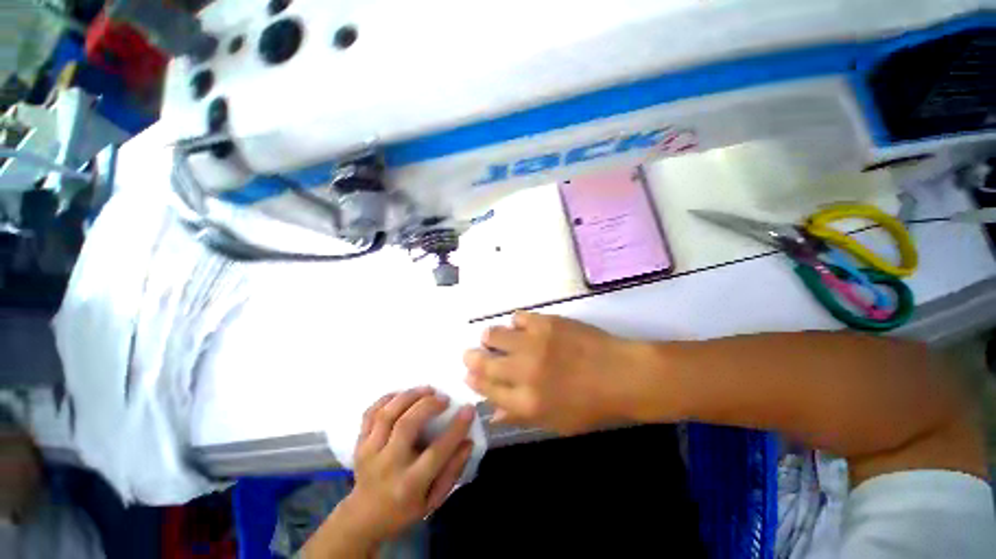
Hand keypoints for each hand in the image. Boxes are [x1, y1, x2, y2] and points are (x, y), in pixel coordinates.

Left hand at [308, 389, 473, 555]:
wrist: (363, 518)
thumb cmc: (404, 509)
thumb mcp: (433, 499)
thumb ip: (452, 471)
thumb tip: (468, 441)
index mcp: (409, 484)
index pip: (436, 452)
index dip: (456, 428)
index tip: (468, 409)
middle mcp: (387, 465)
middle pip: (407, 425)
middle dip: (429, 405)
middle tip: (444, 398)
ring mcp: (369, 452)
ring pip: (387, 414)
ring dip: (409, 396)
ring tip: (427, 390)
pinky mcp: (359, 443)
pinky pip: (370, 413)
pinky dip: (386, 399)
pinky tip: (402, 394)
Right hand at [463, 311, 651, 434]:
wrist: (621, 374)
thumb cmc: (591, 405)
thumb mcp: (556, 422)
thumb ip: (521, 416)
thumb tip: (493, 413)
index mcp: (526, 402)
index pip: (486, 389)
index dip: (473, 380)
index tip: (468, 374)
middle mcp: (524, 371)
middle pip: (484, 362)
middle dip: (472, 357)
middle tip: (471, 354)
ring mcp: (534, 343)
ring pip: (494, 335)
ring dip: (490, 337)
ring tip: (493, 338)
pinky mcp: (546, 322)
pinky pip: (518, 317)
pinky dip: (516, 323)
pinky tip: (521, 327)